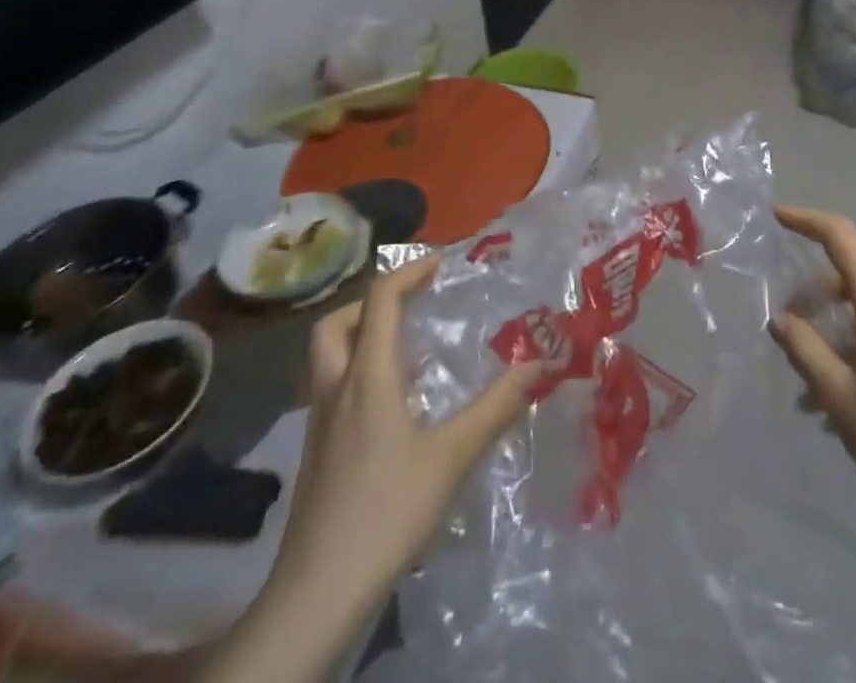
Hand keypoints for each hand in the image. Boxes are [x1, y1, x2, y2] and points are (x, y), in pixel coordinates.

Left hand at [264, 257, 540, 623]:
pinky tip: (393, 405)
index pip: (380, 301)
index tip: (440, 262)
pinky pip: (333, 389)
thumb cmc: (386, 512)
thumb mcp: (451, 457)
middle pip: (335, 324)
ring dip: (361, 337)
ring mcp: (319, 424)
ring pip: (328, 357)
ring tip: (405, 349)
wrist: (317, 592)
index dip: (408, 272)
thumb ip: (496, 407)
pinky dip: (359, 374)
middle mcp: (336, 389)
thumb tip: (539, 364)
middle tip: (409, 304)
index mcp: (367, 377)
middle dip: (370, 302)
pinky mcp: (317, 454)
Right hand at [770, 207, 855, 541]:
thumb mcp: (838, 394)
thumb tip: (782, 318)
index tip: (776, 217)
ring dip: (841, 327)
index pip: (843, 238)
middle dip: (819, 294)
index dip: (807, 220)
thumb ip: (804, 347)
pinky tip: (851, 392)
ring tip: (815, 381)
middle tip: (790, 327)